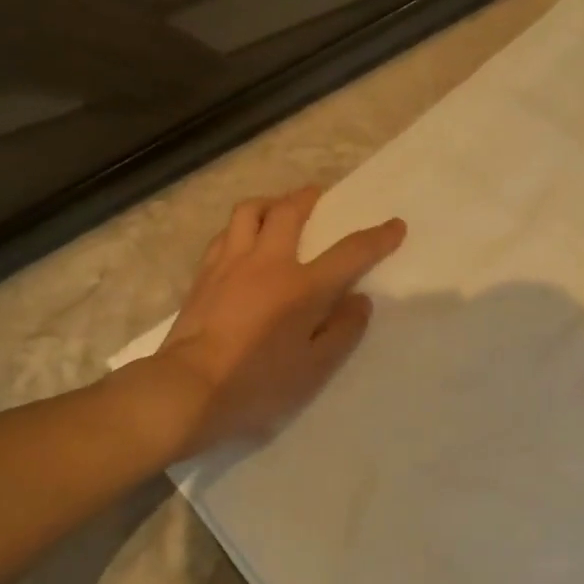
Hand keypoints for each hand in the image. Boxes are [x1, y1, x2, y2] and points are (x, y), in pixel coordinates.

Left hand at [156, 187, 405, 455]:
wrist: (188, 388)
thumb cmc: (257, 383)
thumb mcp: (313, 369)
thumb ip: (342, 332)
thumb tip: (359, 301)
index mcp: (302, 287)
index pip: (349, 253)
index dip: (377, 237)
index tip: (395, 225)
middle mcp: (267, 262)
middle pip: (288, 212)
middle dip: (307, 198)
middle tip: (317, 195)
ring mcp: (229, 264)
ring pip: (248, 212)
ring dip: (268, 203)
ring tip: (276, 209)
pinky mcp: (203, 275)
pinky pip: (224, 235)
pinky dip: (239, 228)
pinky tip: (240, 241)